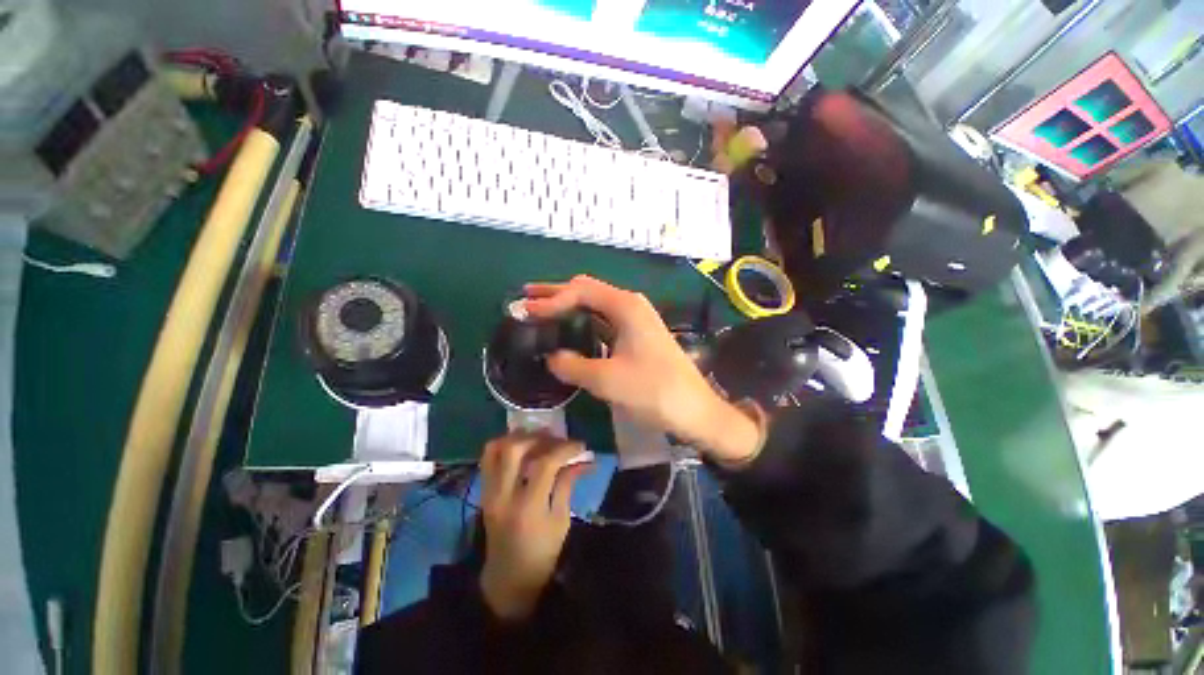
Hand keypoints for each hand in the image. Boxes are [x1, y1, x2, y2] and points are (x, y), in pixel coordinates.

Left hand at [478, 433, 589, 621]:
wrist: (507, 579)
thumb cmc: (542, 554)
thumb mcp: (561, 522)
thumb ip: (567, 485)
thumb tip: (582, 459)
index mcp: (527, 508)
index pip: (544, 464)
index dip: (564, 449)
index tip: (580, 445)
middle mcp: (503, 495)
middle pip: (514, 449)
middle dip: (539, 437)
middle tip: (557, 438)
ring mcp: (489, 492)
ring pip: (495, 448)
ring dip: (519, 437)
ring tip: (539, 438)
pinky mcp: (484, 491)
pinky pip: (488, 458)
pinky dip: (505, 445)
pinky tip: (523, 448)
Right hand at [523, 275, 760, 464]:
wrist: (695, 410)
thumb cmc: (654, 391)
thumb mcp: (607, 380)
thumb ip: (572, 366)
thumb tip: (551, 358)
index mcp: (625, 306)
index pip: (580, 291)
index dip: (550, 300)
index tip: (525, 312)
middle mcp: (630, 305)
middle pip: (587, 292)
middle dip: (556, 295)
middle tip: (526, 301)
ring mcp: (635, 321)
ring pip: (595, 307)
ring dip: (568, 309)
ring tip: (541, 314)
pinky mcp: (637, 336)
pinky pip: (604, 323)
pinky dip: (583, 324)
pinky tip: (569, 333)